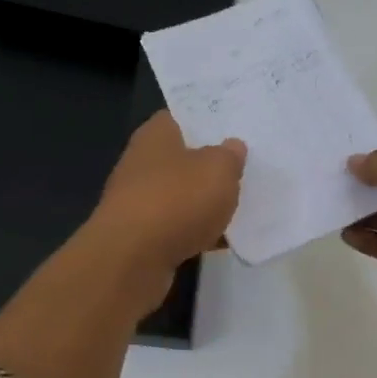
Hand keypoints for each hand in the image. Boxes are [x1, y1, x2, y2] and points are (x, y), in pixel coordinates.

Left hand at [89, 111, 245, 283]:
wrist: (131, 260)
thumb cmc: (176, 200)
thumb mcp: (219, 169)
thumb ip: (230, 156)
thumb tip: (232, 147)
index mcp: (156, 135)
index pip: (181, 117)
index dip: (207, 121)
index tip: (235, 128)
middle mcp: (141, 162)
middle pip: (182, 158)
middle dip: (209, 165)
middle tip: (245, 167)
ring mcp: (137, 200)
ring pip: (180, 194)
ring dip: (203, 202)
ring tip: (240, 206)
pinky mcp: (140, 235)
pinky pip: (175, 226)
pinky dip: (195, 231)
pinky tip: (221, 241)